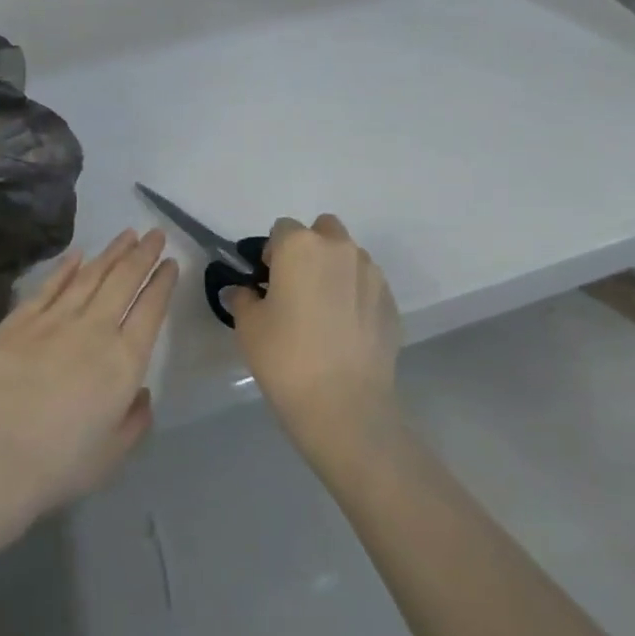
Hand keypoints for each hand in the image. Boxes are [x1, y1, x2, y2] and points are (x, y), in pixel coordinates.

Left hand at [0, 229, 175, 549]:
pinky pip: (50, 285)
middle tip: (155, 233)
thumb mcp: (113, 454)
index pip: (151, 309)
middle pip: (124, 280)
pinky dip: (67, 266)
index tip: (170, 262)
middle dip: (143, 254)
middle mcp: (94, 329)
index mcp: (124, 361)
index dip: (162, 282)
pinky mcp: (19, 319)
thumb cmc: (58, 464)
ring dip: (111, 252)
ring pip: (90, 275)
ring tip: (126, 234)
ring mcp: (54, 319)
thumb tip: (141, 392)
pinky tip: (78, 254)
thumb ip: (135, 420)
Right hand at [226, 215, 401, 454]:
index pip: (282, 229)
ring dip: (335, 271)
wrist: (345, 406)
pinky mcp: (391, 302)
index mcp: (300, 245)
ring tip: (324, 312)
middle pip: (322, 231)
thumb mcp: (248, 326)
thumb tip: (244, 291)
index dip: (272, 252)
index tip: (267, 282)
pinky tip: (345, 331)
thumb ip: (243, 298)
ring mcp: (371, 274)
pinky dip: (356, 296)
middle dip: (310, 249)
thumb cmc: (286, 357)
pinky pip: (367, 285)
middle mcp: (339, 249)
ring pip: (348, 257)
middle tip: (297, 288)